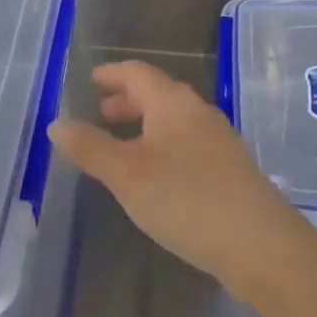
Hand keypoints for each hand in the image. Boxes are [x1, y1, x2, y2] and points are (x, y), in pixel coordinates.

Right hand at [49, 60, 311, 296]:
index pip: (138, 73)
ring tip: (122, 146)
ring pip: (174, 120)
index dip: (112, 73)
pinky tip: (155, 176)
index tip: (92, 79)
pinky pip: (187, 143)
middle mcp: (199, 112)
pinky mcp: (229, 169)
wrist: (259, 243)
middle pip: (159, 94)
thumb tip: (57, 123)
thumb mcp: (127, 174)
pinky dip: (162, 146)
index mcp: (173, 103)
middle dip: (128, 101)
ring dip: (145, 125)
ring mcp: (219, 140)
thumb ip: (91, 147)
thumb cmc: (186, 199)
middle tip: (102, 114)